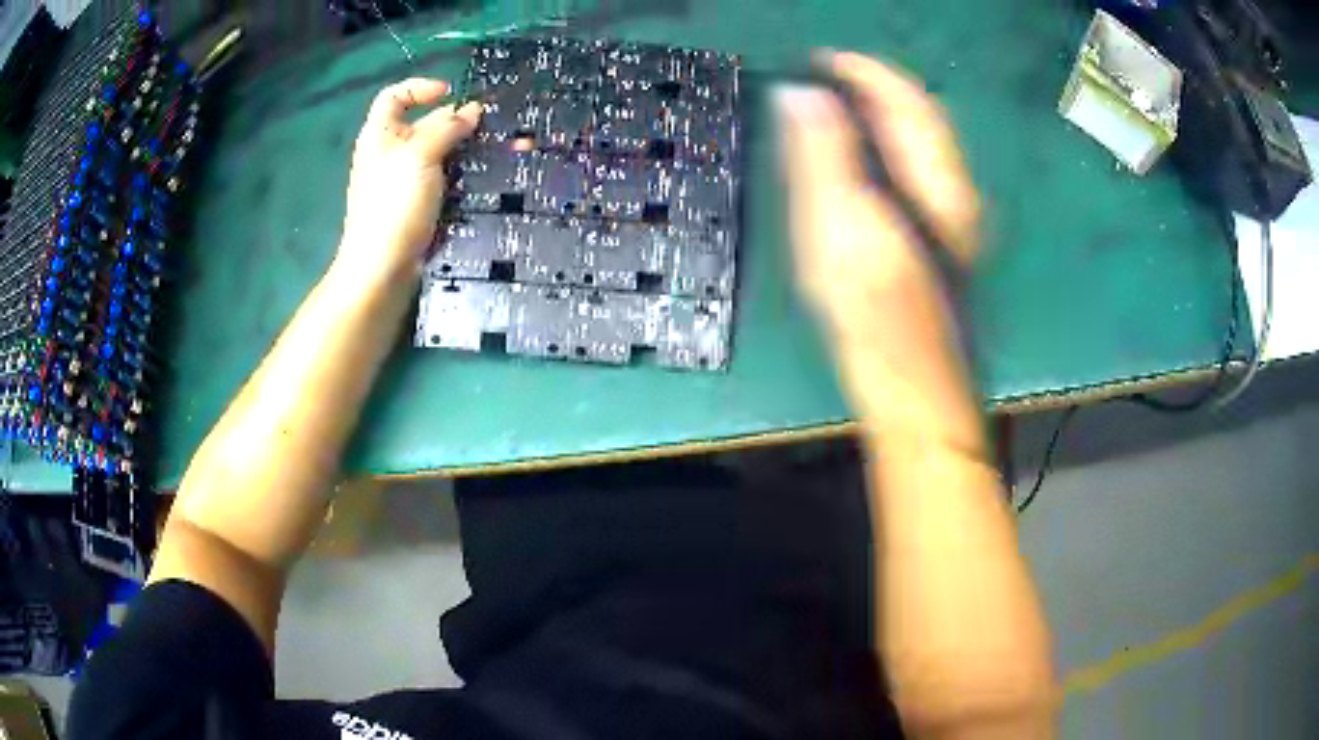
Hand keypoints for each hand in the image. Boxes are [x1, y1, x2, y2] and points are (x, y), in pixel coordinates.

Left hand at [339, 78, 481, 284]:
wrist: (382, 268)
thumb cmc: (394, 204)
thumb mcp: (421, 155)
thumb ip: (447, 127)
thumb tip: (472, 110)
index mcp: (381, 135)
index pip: (395, 96)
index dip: (420, 88)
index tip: (450, 93)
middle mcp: (390, 154)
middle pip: (424, 124)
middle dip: (455, 122)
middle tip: (488, 129)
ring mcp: (404, 181)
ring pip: (439, 154)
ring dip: (464, 151)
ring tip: (496, 152)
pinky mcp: (417, 205)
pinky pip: (442, 180)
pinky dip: (461, 176)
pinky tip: (483, 178)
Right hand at [776, 52, 984, 448]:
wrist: (912, 386)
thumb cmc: (876, 315)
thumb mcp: (839, 230)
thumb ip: (822, 156)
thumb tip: (802, 96)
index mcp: (934, 183)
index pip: (906, 101)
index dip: (865, 72)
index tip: (823, 60)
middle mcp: (951, 191)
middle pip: (917, 118)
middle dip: (872, 89)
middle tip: (823, 79)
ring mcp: (950, 216)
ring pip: (917, 145)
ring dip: (878, 116)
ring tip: (833, 109)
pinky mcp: (938, 238)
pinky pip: (912, 172)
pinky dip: (882, 148)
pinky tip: (856, 159)